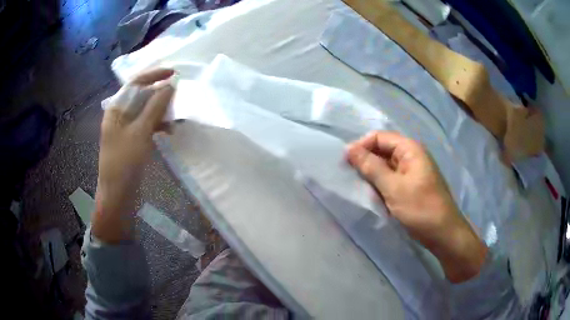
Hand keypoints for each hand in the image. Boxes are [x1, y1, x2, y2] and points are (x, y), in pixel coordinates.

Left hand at [92, 69, 174, 243]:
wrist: (118, 195)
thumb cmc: (124, 162)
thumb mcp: (140, 132)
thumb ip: (155, 107)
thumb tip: (170, 86)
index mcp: (116, 109)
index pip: (135, 83)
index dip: (154, 75)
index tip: (174, 73)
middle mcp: (120, 115)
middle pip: (141, 95)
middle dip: (160, 93)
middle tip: (178, 95)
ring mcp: (126, 128)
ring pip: (146, 110)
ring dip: (161, 110)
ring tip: (176, 115)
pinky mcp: (132, 140)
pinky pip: (147, 125)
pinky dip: (158, 124)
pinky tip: (169, 130)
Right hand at [347, 131, 486, 282]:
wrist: (443, 234)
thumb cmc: (421, 209)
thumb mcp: (393, 188)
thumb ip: (371, 167)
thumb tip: (349, 149)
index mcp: (410, 149)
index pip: (379, 137)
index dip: (362, 146)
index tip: (345, 163)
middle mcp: (411, 156)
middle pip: (382, 150)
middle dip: (366, 162)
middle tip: (350, 178)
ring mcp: (412, 172)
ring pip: (385, 166)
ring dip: (372, 175)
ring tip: (360, 188)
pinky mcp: (411, 186)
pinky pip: (391, 179)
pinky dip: (380, 185)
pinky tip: (373, 196)